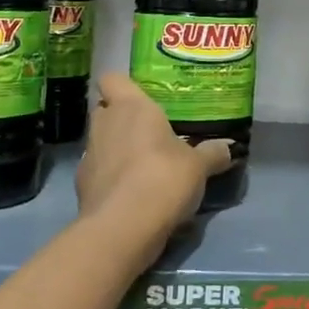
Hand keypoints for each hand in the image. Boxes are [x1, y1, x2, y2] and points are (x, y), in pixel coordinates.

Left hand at [76, 73, 231, 257]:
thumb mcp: (199, 166)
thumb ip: (212, 153)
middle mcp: (105, 125)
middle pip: (105, 110)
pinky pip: (99, 172)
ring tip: (144, 165)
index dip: (124, 86)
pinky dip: (111, 178)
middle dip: (122, 118)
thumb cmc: (163, 179)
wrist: (122, 229)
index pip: (113, 79)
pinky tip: (132, 193)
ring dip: (117, 149)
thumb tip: (227, 147)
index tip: (142, 97)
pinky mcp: (82, 187)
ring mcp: (89, 156)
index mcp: (131, 108)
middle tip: (150, 132)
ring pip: (101, 142)